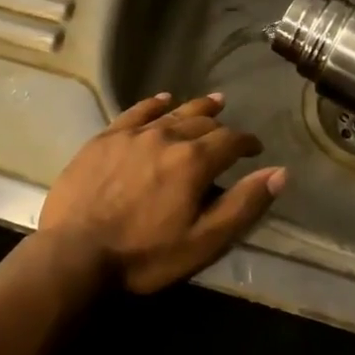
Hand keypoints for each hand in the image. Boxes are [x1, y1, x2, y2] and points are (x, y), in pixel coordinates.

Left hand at [38, 93, 286, 294]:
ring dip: (195, 108)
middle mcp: (166, 136)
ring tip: (212, 102)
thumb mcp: (203, 242)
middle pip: (202, 122)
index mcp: (193, 161)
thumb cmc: (144, 255)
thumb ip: (243, 205)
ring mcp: (133, 134)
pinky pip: (136, 112)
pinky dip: (154, 104)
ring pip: (172, 113)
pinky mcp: (105, 138)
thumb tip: (279, 173)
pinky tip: (162, 99)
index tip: (255, 149)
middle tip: (231, 131)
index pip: (230, 141)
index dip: (247, 143)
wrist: (75, 253)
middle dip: (221, 126)